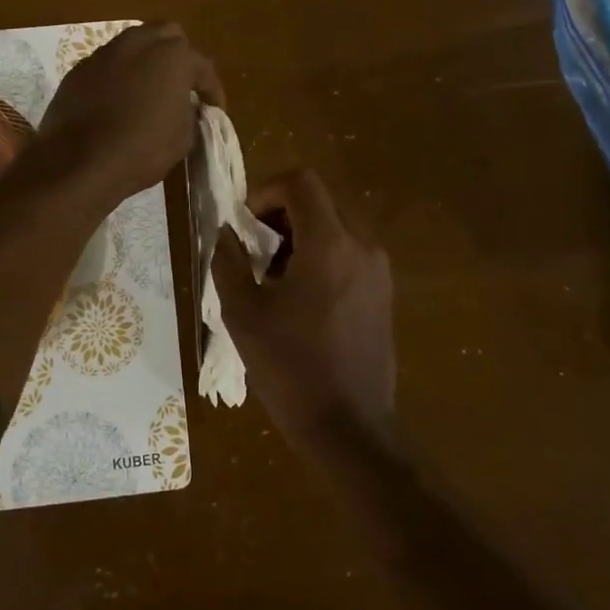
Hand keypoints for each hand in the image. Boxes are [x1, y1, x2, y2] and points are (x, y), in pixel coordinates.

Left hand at [37, 22, 223, 203]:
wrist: (79, 162)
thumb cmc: (142, 150)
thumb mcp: (183, 138)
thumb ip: (189, 112)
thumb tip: (183, 106)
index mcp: (173, 56)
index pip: (202, 68)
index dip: (211, 90)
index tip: (214, 109)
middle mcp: (138, 43)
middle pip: (167, 36)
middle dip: (178, 57)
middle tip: (181, 85)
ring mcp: (105, 53)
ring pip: (133, 45)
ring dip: (145, 62)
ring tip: (149, 90)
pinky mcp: (79, 70)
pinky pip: (108, 65)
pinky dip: (118, 77)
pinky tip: (118, 101)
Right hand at [214, 168, 396, 455]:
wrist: (350, 427)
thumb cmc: (291, 368)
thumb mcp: (243, 314)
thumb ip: (228, 262)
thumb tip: (226, 233)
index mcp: (330, 244)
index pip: (301, 182)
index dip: (266, 191)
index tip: (245, 224)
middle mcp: (362, 246)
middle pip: (320, 200)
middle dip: (282, 214)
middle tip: (255, 250)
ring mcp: (379, 270)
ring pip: (336, 225)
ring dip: (301, 235)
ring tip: (274, 278)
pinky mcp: (384, 293)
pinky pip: (350, 252)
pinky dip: (322, 255)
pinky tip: (301, 298)